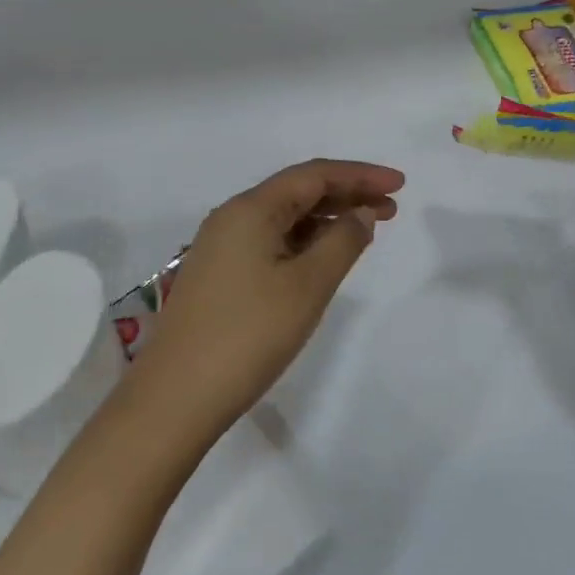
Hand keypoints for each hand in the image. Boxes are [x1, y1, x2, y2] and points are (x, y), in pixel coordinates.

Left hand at [125, 159, 404, 446]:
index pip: (315, 175)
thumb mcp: (308, 286)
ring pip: (284, 217)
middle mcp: (232, 217)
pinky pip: (270, 240)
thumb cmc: (249, 335)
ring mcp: (221, 247)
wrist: (174, 400)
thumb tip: (361, 214)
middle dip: (347, 195)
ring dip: (327, 219)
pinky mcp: (218, 275)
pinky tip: (324, 257)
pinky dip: (304, 241)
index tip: (400, 184)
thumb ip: (343, 242)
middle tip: (391, 209)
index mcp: (251, 209)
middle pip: (298, 191)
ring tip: (366, 231)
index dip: (361, 175)